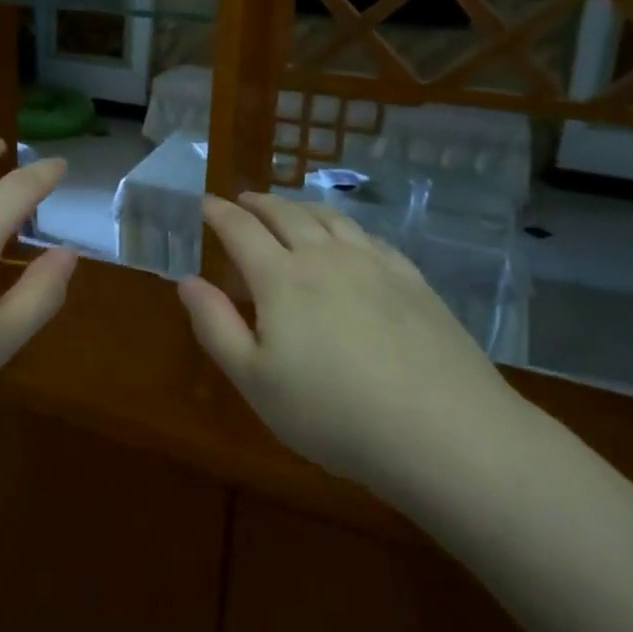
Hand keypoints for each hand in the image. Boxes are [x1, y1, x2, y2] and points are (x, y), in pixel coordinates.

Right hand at [178, 193, 526, 509]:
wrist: (444, 431)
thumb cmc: (333, 413)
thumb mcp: (255, 381)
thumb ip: (215, 326)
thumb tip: (187, 280)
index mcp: (280, 278)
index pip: (240, 229)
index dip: (219, 213)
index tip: (206, 202)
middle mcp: (324, 256)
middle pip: (285, 214)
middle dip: (259, 203)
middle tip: (244, 200)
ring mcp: (374, 264)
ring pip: (329, 218)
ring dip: (301, 207)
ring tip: (290, 209)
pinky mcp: (412, 280)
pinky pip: (369, 237)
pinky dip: (345, 226)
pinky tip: (349, 238)